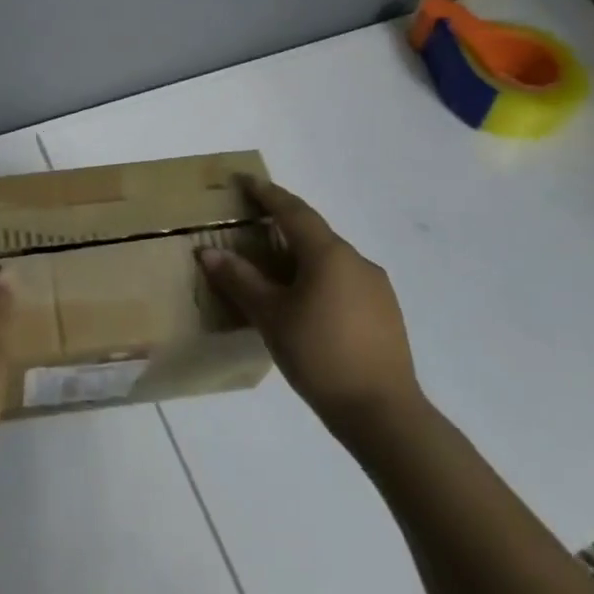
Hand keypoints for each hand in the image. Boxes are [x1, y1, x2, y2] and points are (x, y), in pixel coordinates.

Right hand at [200, 176, 422, 434]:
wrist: (383, 412)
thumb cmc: (320, 355)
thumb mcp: (271, 316)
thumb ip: (240, 280)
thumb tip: (208, 252)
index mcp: (329, 254)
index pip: (293, 210)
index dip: (267, 193)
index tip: (245, 181)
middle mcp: (356, 260)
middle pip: (313, 233)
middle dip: (283, 225)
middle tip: (254, 227)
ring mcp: (376, 287)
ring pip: (330, 259)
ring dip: (302, 256)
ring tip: (275, 271)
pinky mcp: (385, 312)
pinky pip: (344, 281)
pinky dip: (320, 279)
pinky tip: (306, 304)